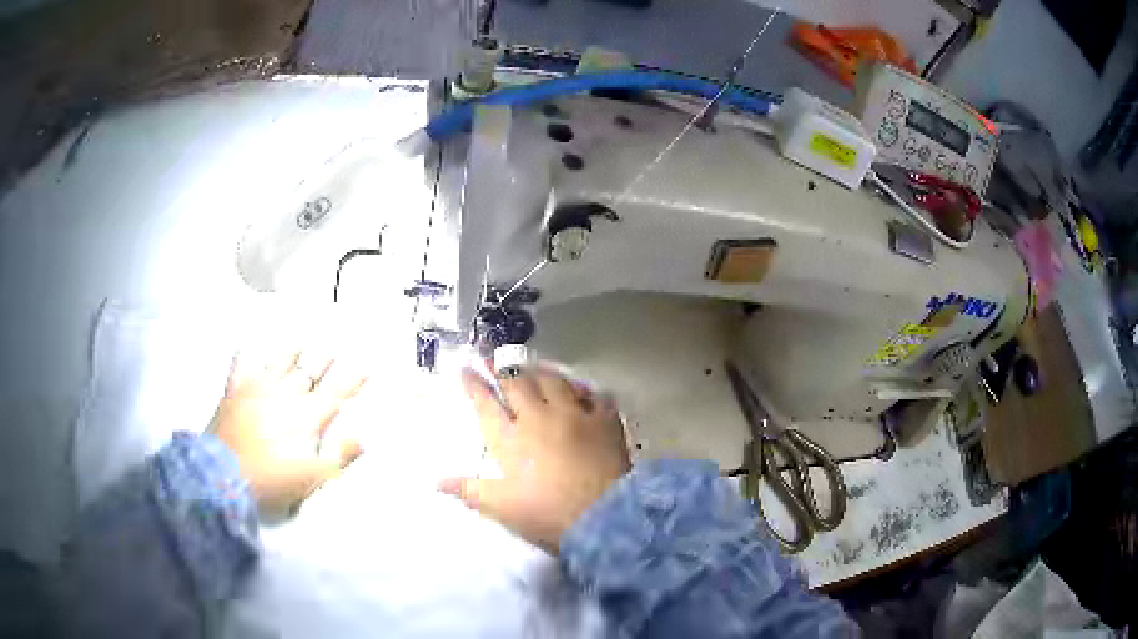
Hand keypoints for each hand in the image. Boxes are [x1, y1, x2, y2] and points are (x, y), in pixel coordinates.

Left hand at [210, 349, 367, 513]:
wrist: (223, 476)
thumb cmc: (271, 482)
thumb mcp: (312, 479)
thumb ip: (339, 457)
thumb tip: (366, 439)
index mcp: (306, 417)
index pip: (336, 393)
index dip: (353, 380)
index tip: (366, 366)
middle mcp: (284, 395)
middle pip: (309, 373)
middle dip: (324, 361)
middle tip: (335, 348)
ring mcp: (257, 389)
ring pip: (278, 363)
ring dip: (291, 353)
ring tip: (300, 342)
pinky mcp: (234, 392)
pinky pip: (240, 366)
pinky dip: (244, 356)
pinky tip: (245, 346)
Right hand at [441, 365, 630, 553]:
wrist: (604, 516)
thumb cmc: (547, 514)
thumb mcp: (502, 508)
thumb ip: (469, 490)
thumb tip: (436, 481)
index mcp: (511, 440)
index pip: (486, 406)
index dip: (474, 386)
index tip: (465, 368)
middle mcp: (539, 418)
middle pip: (516, 384)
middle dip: (500, 367)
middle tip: (491, 352)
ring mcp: (574, 415)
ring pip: (553, 381)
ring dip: (539, 370)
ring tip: (531, 364)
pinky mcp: (605, 420)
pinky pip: (592, 394)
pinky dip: (582, 389)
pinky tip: (578, 387)